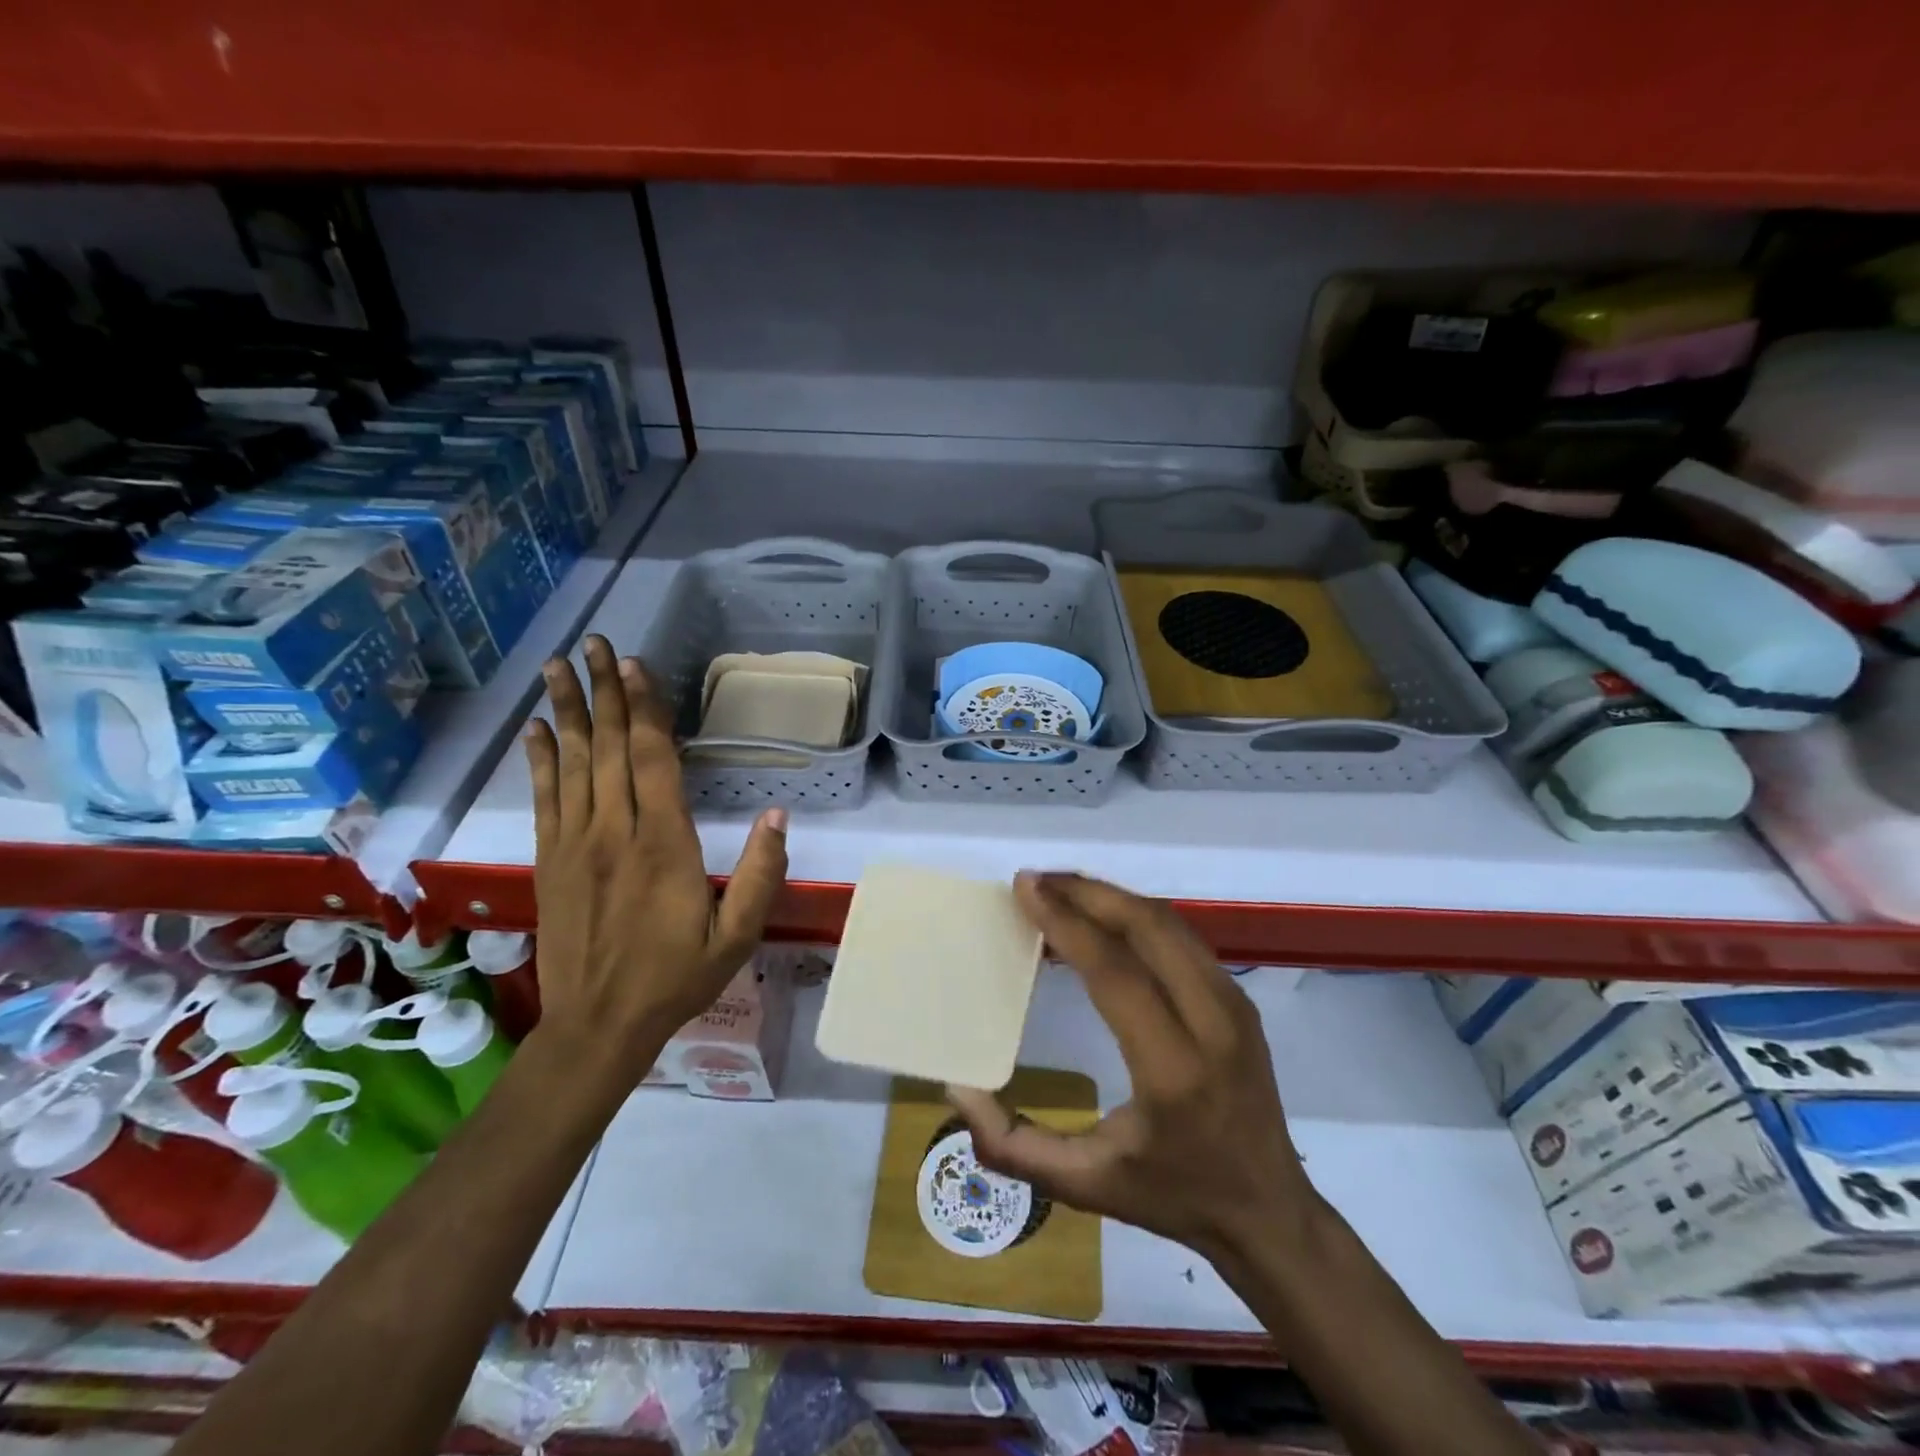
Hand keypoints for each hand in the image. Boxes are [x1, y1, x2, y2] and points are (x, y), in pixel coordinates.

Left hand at [523, 635, 788, 1079]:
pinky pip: (544, 798)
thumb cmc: (676, 978)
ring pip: (571, 764)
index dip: (643, 709)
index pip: (651, 761)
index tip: (635, 665)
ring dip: (567, 712)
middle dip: (603, 692)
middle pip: (608, 748)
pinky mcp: (551, 860)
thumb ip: (761, 874)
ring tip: (558, 666)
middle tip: (595, 643)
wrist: (598, 1026)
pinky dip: (540, 760)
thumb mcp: (737, 935)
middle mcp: (614, 832)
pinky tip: (537, 730)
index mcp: (663, 845)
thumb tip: (779, 814)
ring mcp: (575, 844)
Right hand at [948, 872, 1317, 1264]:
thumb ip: (1012, 1145)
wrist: (1269, 1211)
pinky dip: (1134, 915)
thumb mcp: (1084, 1185)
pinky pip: (1180, 936)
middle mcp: (1213, 1023)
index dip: (1067, 922)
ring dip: (1110, 897)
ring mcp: (1234, 1004)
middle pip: (1147, 927)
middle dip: (1086, 893)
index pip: (1115, 972)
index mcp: (1173, 1070)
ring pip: (1167, 922)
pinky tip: (1100, 918)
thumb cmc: (1171, 1195)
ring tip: (1060, 891)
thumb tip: (960, 1087)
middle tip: (1035, 881)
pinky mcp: (1239, 997)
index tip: (1025, 888)